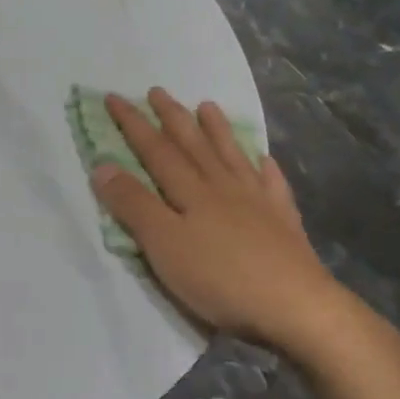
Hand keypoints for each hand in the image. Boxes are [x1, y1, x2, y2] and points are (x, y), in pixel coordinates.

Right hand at [93, 89, 399, 398]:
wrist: (297, 308)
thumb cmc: (220, 278)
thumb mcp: (164, 245)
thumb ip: (134, 205)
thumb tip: (102, 165)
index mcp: (191, 191)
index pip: (154, 149)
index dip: (132, 124)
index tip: (115, 97)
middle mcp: (223, 187)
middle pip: (193, 145)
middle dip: (172, 117)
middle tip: (158, 91)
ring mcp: (257, 202)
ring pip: (231, 156)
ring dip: (216, 131)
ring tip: (207, 106)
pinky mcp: (283, 223)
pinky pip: (272, 184)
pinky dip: (265, 168)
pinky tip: (265, 159)